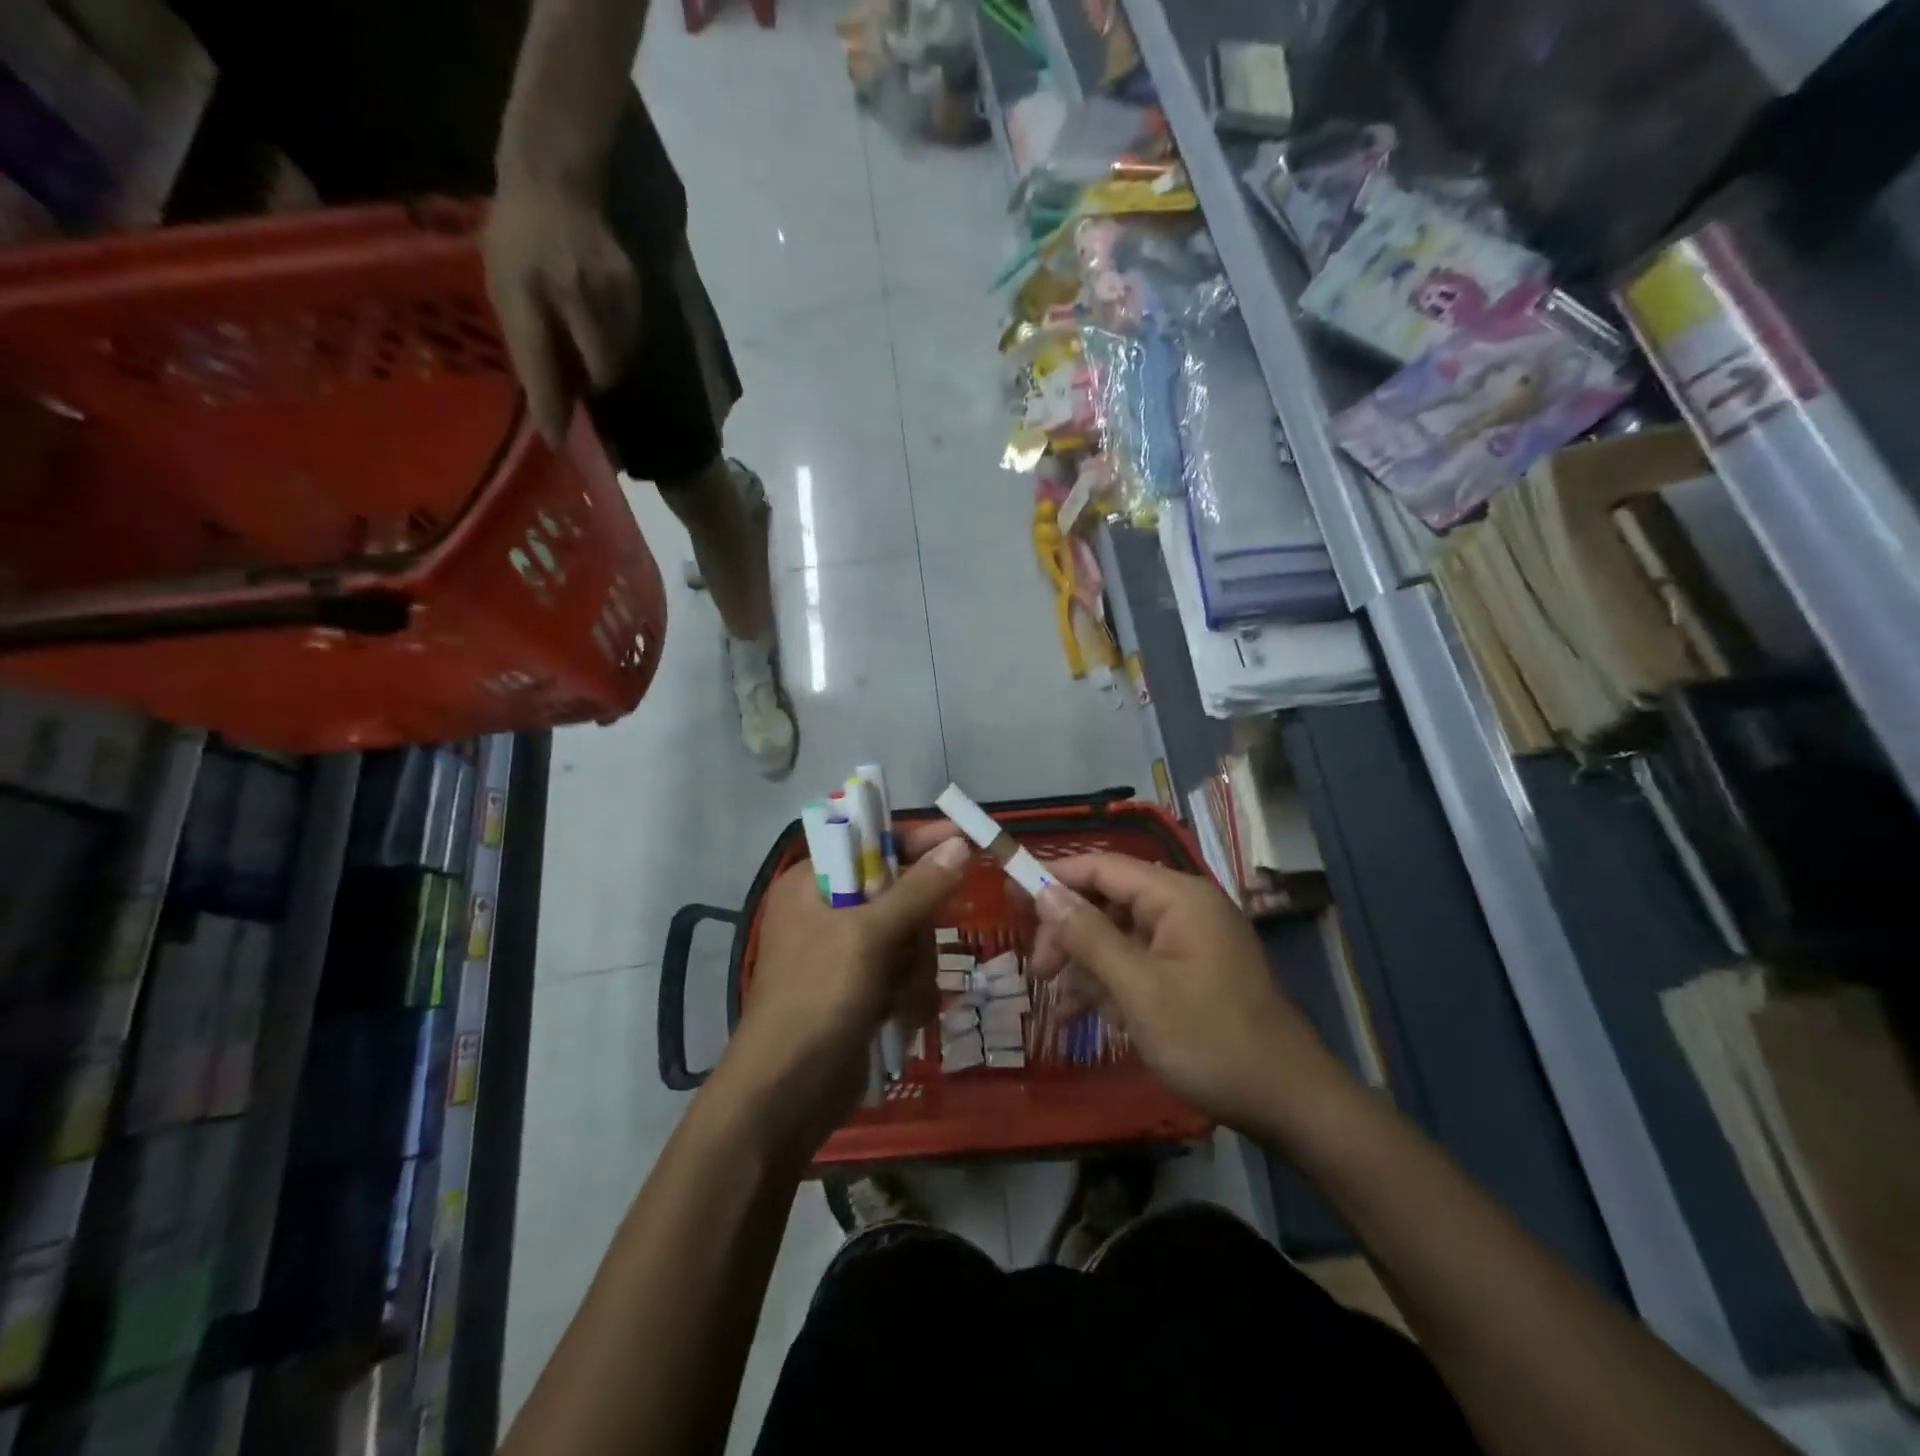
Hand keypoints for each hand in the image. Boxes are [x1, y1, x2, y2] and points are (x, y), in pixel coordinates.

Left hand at [483, 173, 640, 444]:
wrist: (557, 179)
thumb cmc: (519, 237)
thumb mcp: (504, 284)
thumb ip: (526, 340)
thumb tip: (552, 398)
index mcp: (526, 290)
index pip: (541, 361)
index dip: (552, 406)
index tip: (559, 442)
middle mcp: (572, 293)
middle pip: (600, 372)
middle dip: (596, 390)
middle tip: (589, 397)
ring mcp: (610, 292)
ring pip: (620, 360)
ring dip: (609, 370)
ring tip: (595, 361)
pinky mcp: (634, 291)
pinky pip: (631, 341)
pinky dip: (620, 349)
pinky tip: (607, 336)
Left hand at [722, 824, 971, 1146]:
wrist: (786, 1093)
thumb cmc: (819, 997)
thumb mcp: (868, 935)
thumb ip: (918, 889)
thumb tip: (959, 844)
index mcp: (811, 882)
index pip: (870, 843)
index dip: (916, 841)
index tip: (963, 839)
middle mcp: (826, 910)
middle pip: (899, 893)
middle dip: (915, 928)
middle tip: (911, 952)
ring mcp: (844, 952)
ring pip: (908, 936)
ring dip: (913, 967)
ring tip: (899, 997)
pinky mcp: (860, 988)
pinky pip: (903, 970)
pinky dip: (907, 991)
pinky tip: (899, 1016)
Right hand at [1030, 855, 1351, 1131]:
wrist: (1288, 1101)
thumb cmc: (1209, 1038)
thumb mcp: (1137, 989)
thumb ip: (1088, 936)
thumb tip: (1044, 892)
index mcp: (1177, 897)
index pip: (1102, 867)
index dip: (1054, 877)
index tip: (1012, 898)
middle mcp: (1184, 907)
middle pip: (1108, 900)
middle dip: (1069, 932)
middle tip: (1037, 971)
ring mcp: (1190, 940)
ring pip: (1119, 935)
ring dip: (1086, 964)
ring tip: (1057, 1003)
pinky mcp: (1193, 971)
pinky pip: (1140, 962)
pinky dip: (1112, 983)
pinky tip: (1086, 1015)